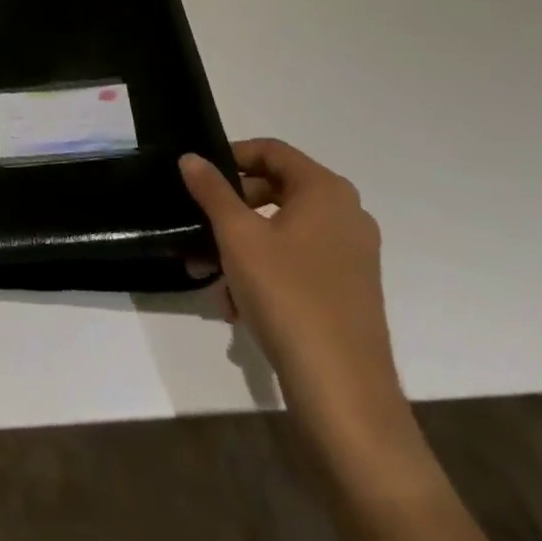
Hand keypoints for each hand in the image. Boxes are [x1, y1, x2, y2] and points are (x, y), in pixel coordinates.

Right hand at [181, 140, 411, 454]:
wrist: (342, 389)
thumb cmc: (287, 295)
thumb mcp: (237, 235)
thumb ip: (211, 190)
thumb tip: (191, 157)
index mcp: (326, 192)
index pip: (272, 151)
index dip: (230, 156)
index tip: (196, 176)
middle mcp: (346, 215)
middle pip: (275, 189)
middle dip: (229, 206)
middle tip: (197, 223)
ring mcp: (350, 255)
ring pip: (280, 230)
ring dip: (238, 244)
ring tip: (206, 272)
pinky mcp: (346, 289)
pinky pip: (294, 261)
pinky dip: (261, 271)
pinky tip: (234, 303)